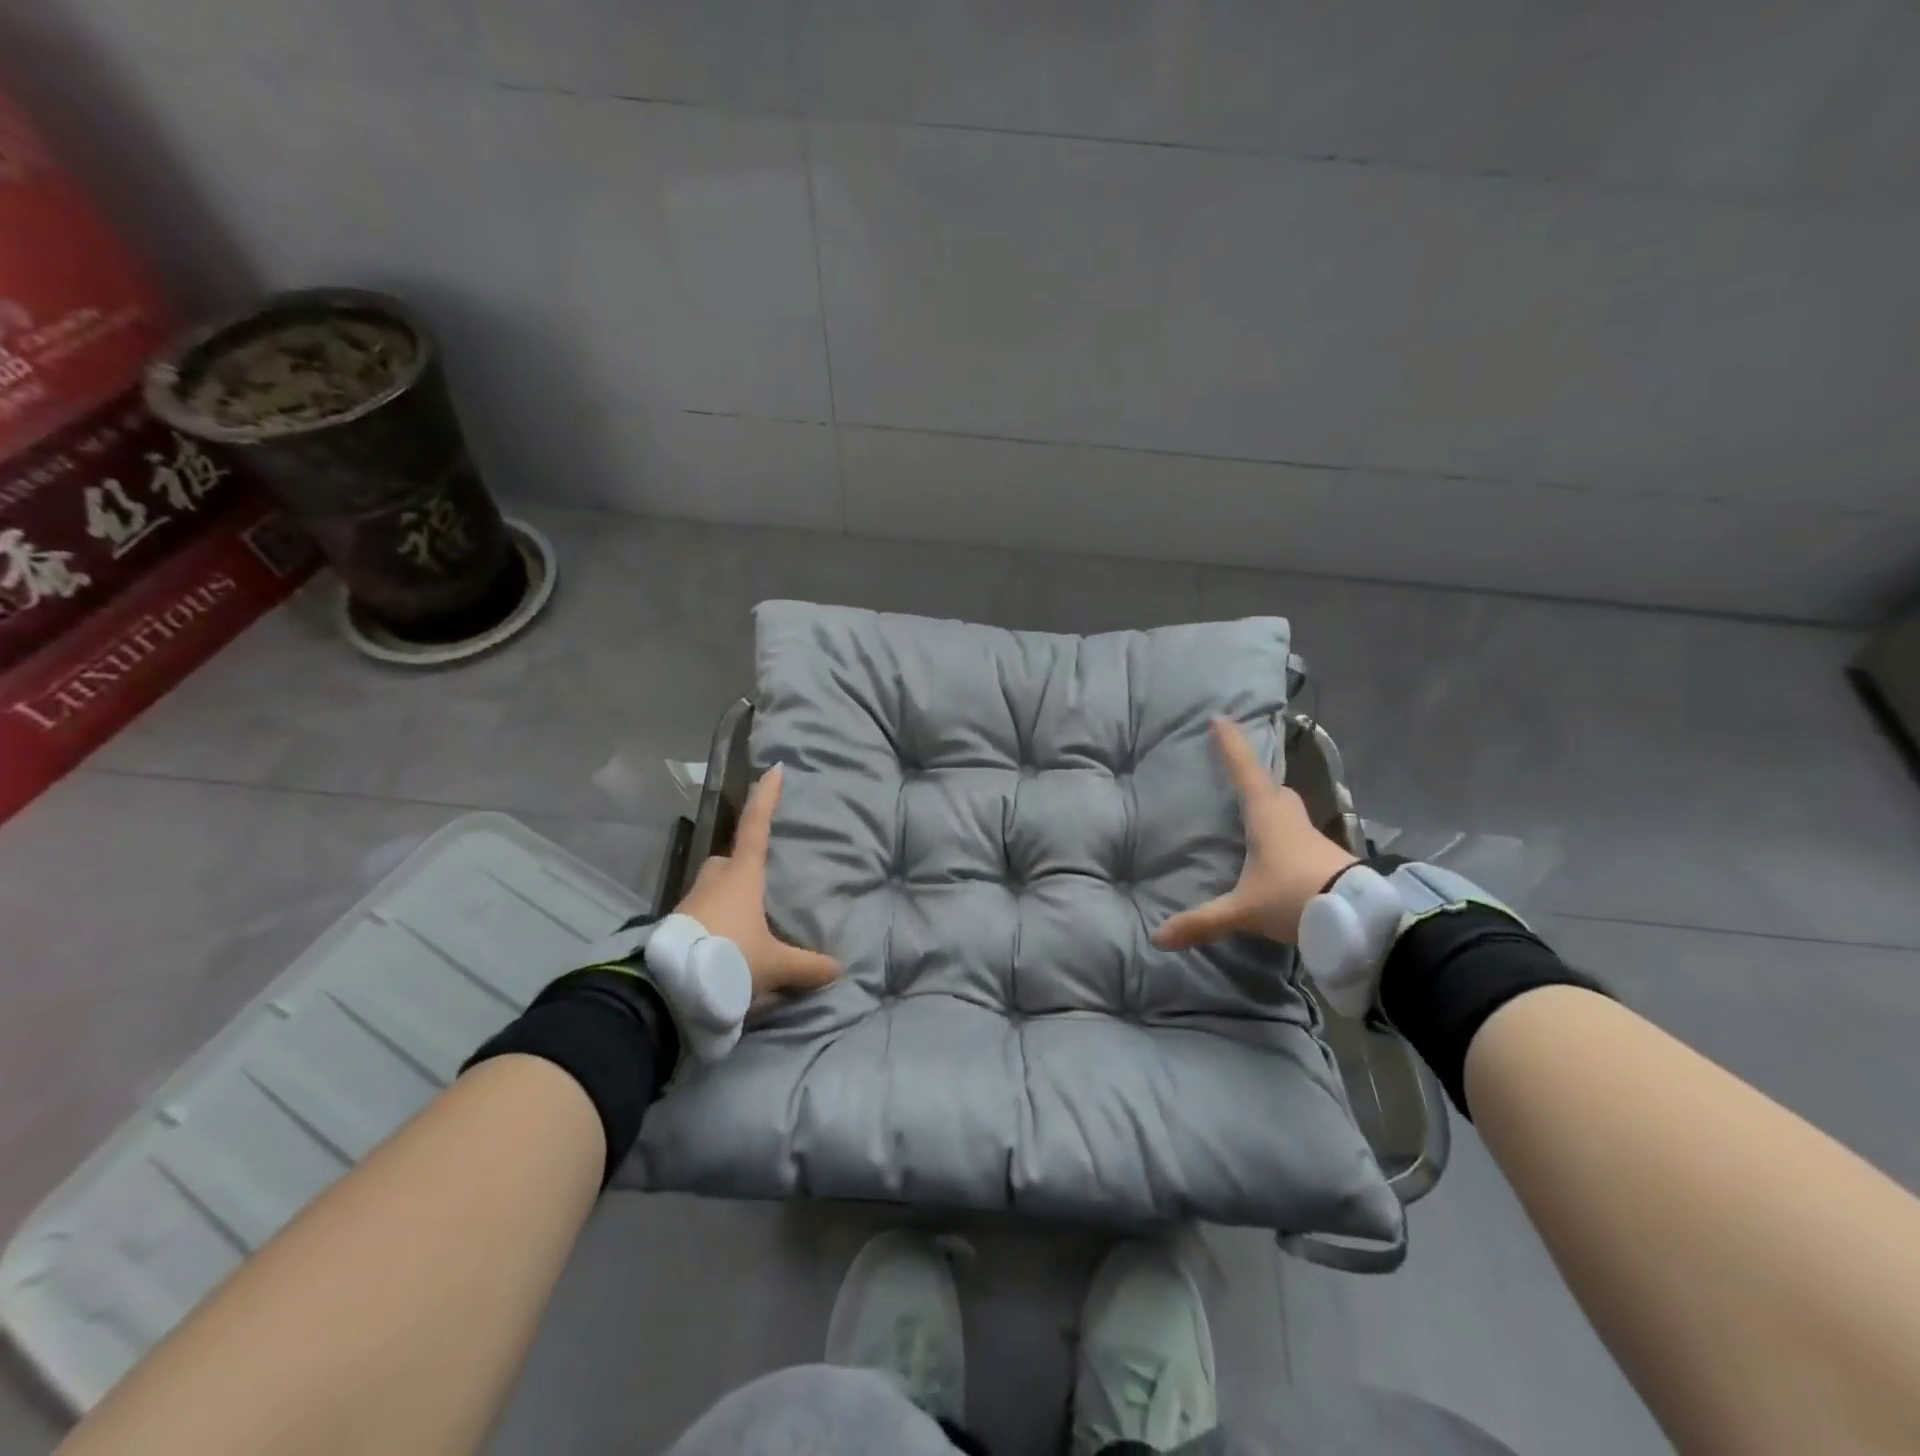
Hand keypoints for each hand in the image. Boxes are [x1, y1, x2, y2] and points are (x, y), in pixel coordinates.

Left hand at [676, 765, 840, 997]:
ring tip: (745, 923)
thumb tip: (837, 968)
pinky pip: (700, 915)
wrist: (666, 988)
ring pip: (711, 888)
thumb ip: (806, 966)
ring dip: (726, 898)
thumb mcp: (774, 966)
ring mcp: (690, 903)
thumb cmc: (729, 959)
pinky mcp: (674, 927)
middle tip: (759, 882)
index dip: (766, 797)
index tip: (772, 769)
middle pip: (727, 860)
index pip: (756, 826)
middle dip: (740, 864)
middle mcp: (714, 881)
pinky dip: (714, 923)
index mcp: (742, 876)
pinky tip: (726, 945)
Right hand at [1152, 716, 1358, 948]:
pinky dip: (1287, 839)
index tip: (1220, 718)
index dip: (1231, 744)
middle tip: (1241, 780)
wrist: (1360, 918)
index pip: (1244, 771)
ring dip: (1275, 810)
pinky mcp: (1328, 857)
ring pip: (1290, 813)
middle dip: (1258, 780)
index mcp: (1266, 816)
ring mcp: (1313, 837)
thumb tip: (1157, 939)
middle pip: (1275, 789)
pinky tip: (1279, 858)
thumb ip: (1202, 922)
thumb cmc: (1293, 897)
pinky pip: (1301, 838)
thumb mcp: (1243, 911)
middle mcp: (1290, 818)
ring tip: (1256, 823)